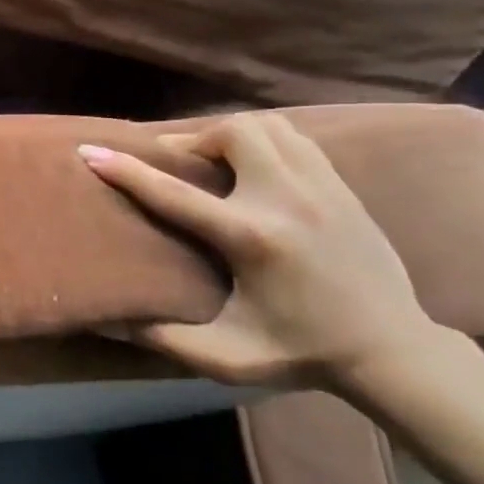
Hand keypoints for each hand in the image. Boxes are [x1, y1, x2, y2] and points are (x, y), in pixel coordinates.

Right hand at [80, 112, 438, 387]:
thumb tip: (107, 319)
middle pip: (233, 132)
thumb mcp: (226, 358)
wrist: (392, 349)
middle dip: (193, 140)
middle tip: (176, 164)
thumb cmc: (301, 353)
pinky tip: (253, 167)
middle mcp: (286, 200)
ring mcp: (321, 187)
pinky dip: (264, 140)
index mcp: (252, 239)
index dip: (126, 171)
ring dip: (230, 135)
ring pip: (268, 126)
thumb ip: (164, 339)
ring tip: (213, 162)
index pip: (174, 194)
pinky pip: (295, 138)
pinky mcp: (342, 187)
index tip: (91, 151)